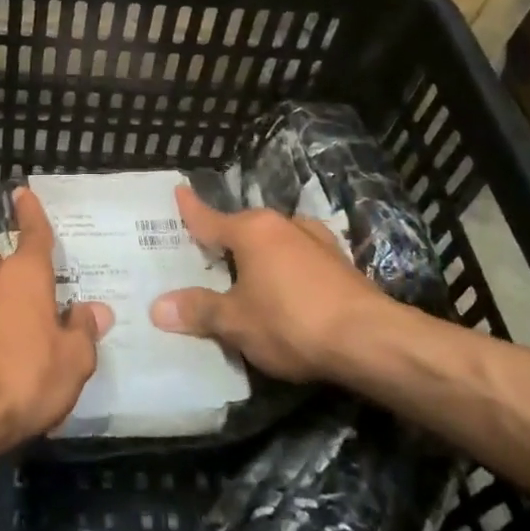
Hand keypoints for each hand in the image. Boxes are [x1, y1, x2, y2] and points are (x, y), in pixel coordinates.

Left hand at [0, 188, 112, 449]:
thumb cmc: (27, 375)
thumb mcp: (74, 359)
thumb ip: (84, 331)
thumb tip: (92, 311)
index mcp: (26, 275)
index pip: (32, 232)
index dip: (30, 211)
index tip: (21, 192)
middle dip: (7, 255)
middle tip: (29, 271)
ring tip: (22, 311)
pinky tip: (5, 343)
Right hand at [151, 184, 382, 381]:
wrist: (371, 340)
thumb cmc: (292, 322)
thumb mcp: (236, 322)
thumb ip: (199, 310)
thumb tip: (158, 307)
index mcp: (252, 230)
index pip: (209, 218)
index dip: (190, 209)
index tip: (178, 190)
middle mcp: (282, 225)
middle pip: (243, 229)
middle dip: (224, 240)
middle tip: (204, 254)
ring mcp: (315, 241)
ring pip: (274, 242)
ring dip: (259, 255)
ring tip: (244, 274)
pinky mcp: (339, 263)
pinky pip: (298, 258)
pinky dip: (285, 268)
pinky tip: (285, 288)